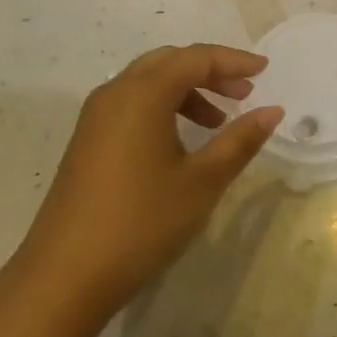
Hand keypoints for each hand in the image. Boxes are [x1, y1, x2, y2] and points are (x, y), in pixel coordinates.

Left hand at [18, 45, 282, 321]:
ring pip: (148, 83)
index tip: (264, 71)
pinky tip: (181, 142)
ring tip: (218, 122)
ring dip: (187, 90)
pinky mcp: (87, 142)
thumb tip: (272, 111)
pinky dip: (163, 107)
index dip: (233, 61)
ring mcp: (95, 118)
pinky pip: (132, 104)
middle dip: (210, 71)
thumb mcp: (202, 182)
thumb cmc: (142, 222)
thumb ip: (240, 141)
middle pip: (169, 62)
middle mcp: (115, 94)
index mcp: (143, 94)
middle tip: (244, 93)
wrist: (64, 277)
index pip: (195, 59)